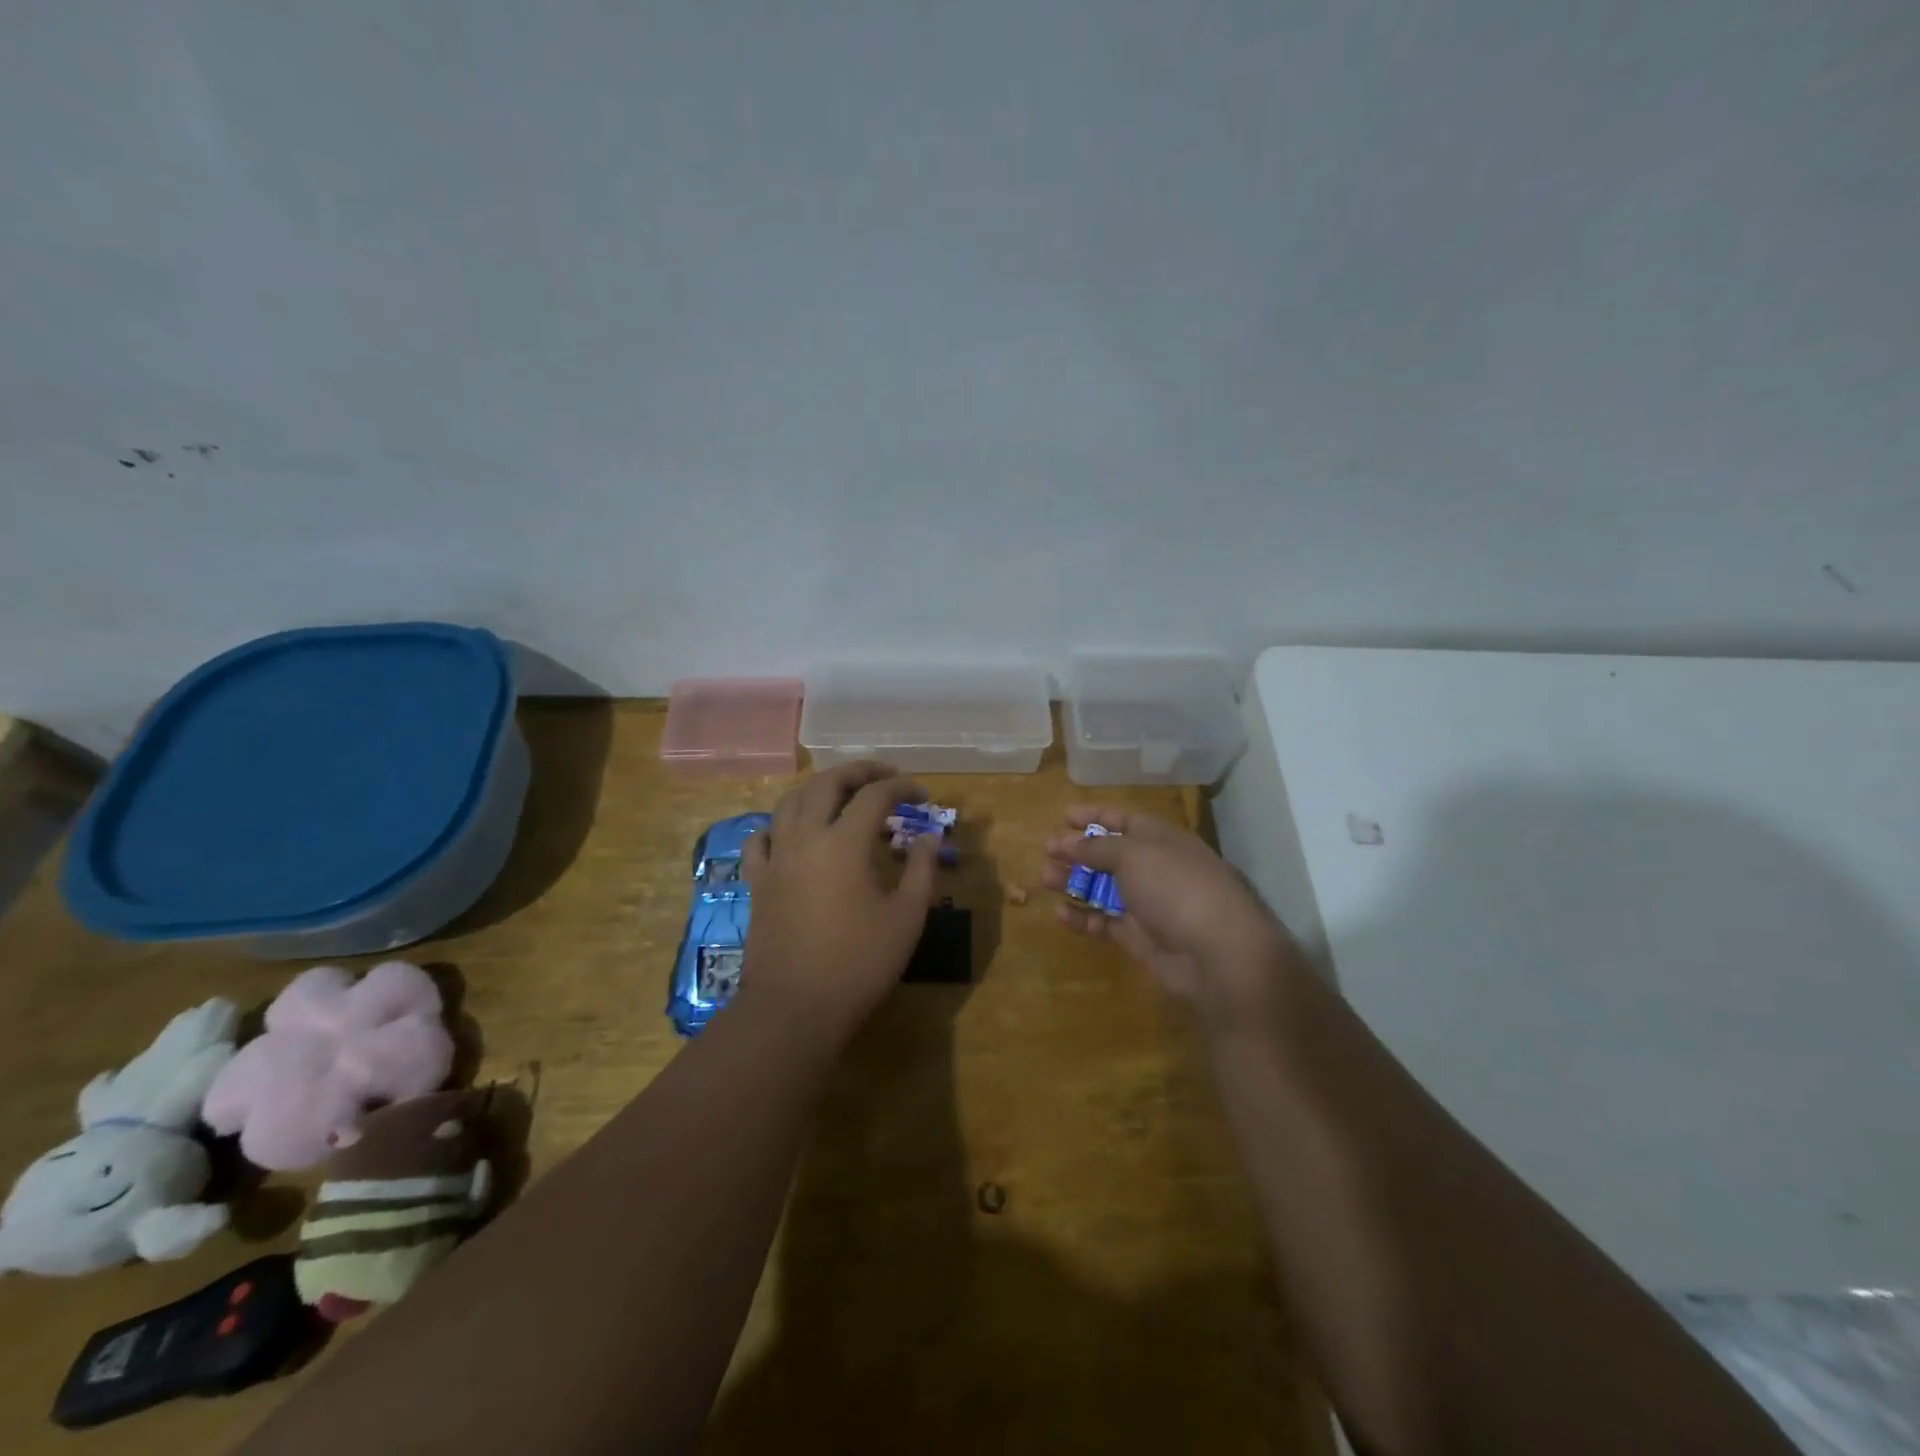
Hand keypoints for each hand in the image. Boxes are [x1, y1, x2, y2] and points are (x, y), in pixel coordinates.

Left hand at [736, 761, 940, 1039]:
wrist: (794, 1008)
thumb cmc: (858, 964)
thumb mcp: (906, 918)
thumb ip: (922, 870)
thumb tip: (930, 836)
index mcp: (844, 843)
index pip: (875, 795)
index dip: (902, 788)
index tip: (923, 796)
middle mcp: (806, 838)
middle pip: (827, 783)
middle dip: (859, 771)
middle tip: (885, 776)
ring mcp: (776, 858)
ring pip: (790, 801)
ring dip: (820, 789)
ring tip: (842, 795)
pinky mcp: (758, 881)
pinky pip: (762, 837)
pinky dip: (780, 824)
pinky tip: (793, 832)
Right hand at [1042, 806, 1306, 1018]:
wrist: (1218, 952)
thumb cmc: (1176, 887)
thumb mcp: (1133, 854)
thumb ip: (1097, 847)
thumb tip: (1068, 842)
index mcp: (1161, 839)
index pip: (1124, 820)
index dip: (1095, 815)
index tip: (1064, 816)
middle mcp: (1156, 868)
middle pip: (1110, 855)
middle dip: (1078, 852)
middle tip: (1047, 852)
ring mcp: (1149, 905)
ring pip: (1104, 889)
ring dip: (1075, 882)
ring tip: (1044, 879)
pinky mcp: (1140, 938)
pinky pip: (1105, 922)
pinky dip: (1083, 917)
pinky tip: (1060, 913)